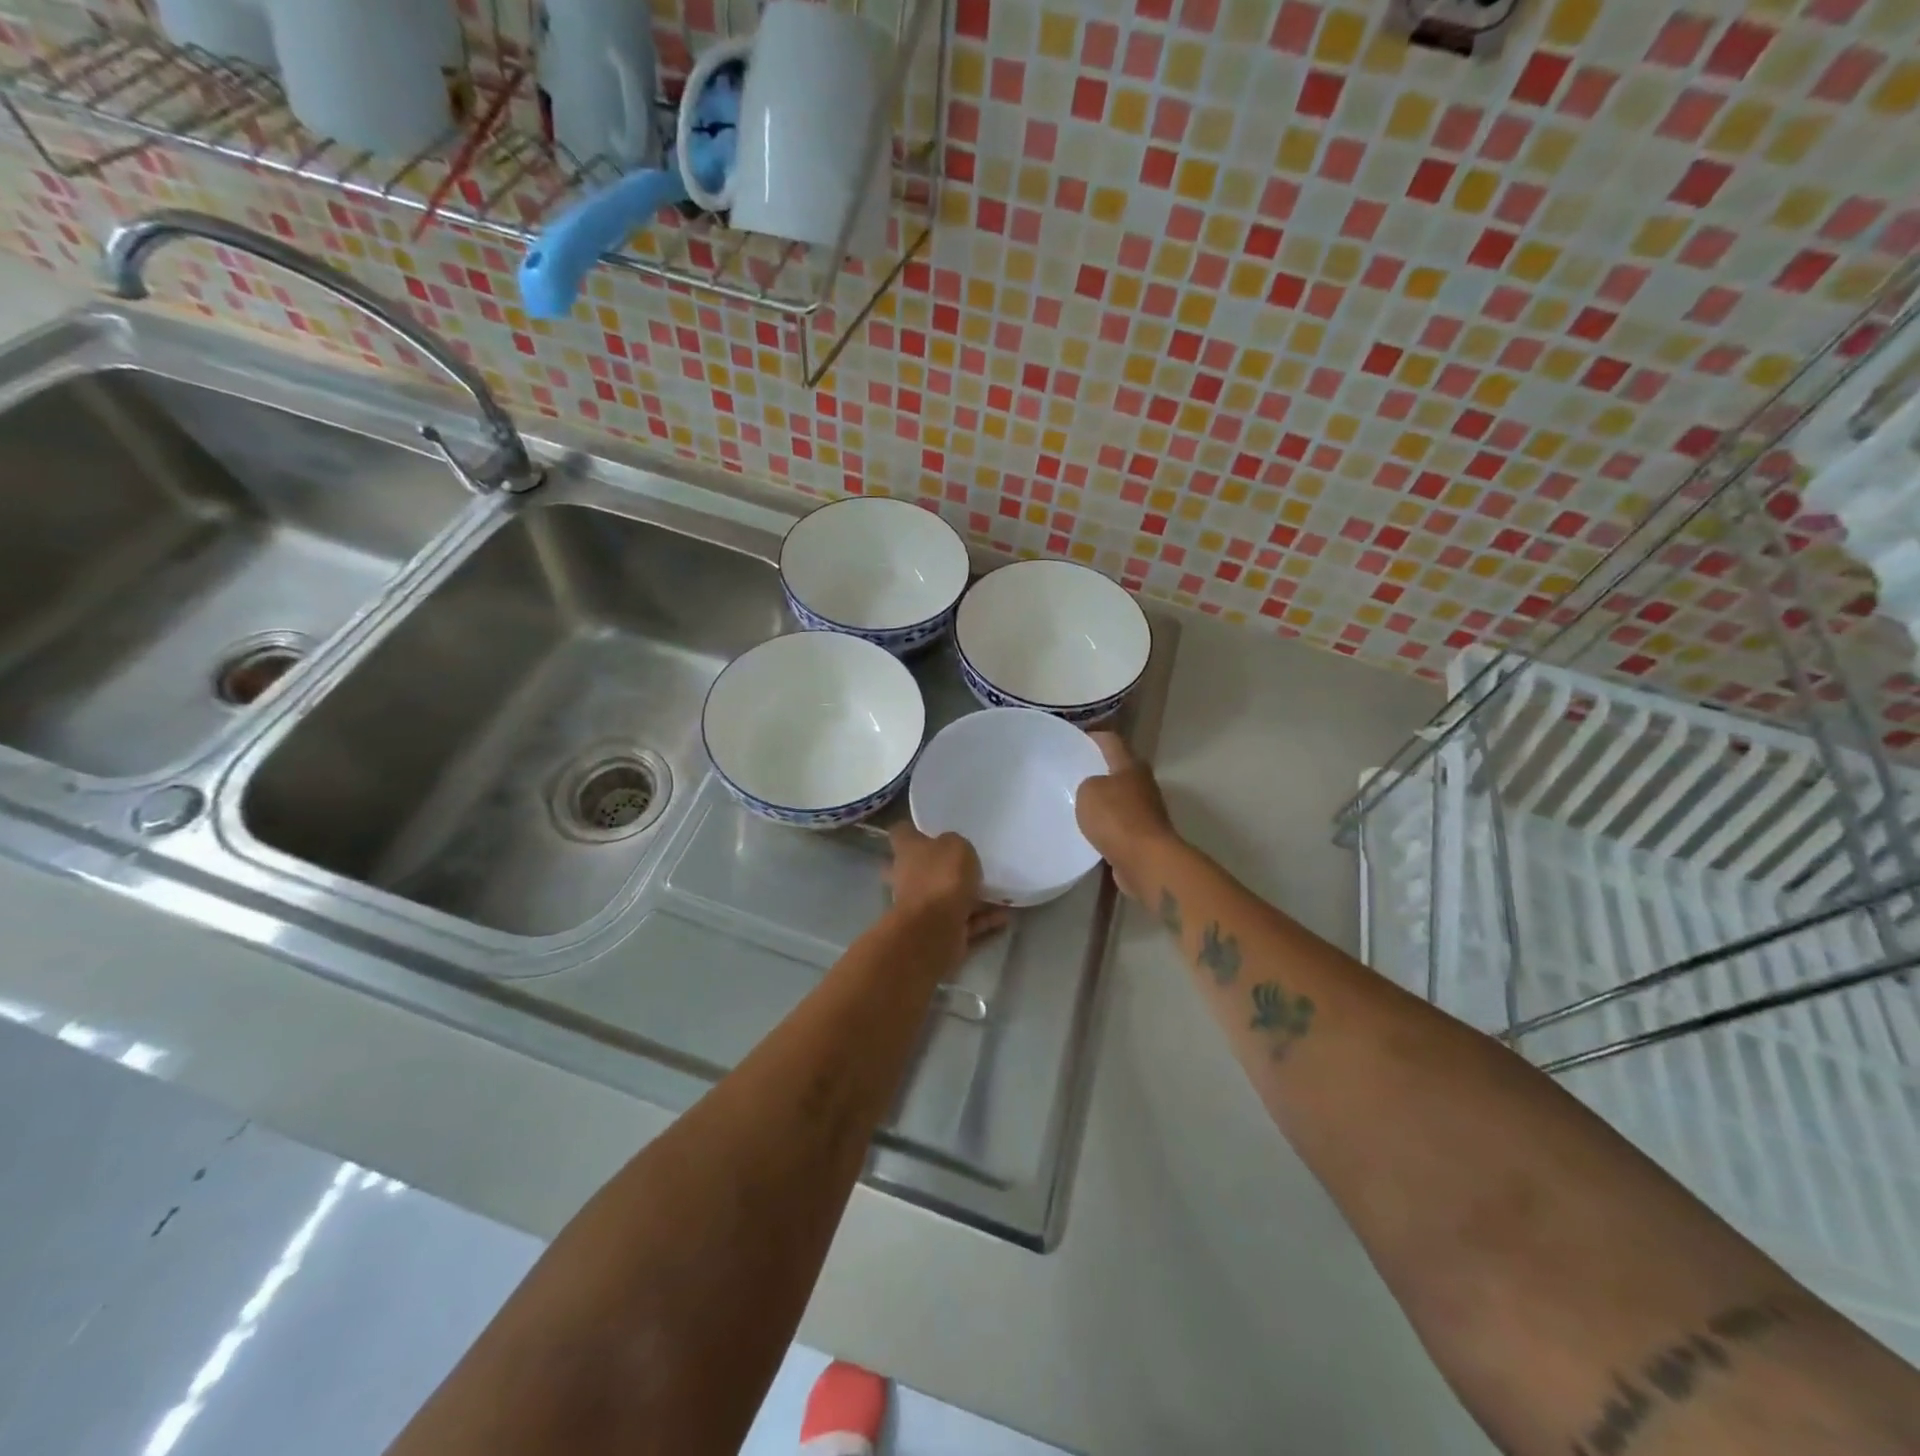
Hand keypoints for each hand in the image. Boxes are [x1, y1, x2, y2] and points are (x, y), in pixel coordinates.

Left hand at [885, 824, 1009, 940]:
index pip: (902, 832)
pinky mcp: (938, 931)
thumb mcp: (956, 846)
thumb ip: (956, 843)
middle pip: (922, 867)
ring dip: (971, 897)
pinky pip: (964, 922)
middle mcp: (909, 877)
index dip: (914, 828)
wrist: (933, 930)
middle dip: (942, 866)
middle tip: (970, 860)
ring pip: (947, 897)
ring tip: (1000, 892)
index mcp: (907, 850)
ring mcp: (922, 907)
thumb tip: (952, 848)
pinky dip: (982, 920)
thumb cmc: (941, 877)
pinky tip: (1005, 917)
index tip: (931, 827)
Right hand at [1075, 732, 1180, 900]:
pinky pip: (1120, 825)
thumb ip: (1087, 784)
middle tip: (1072, 773)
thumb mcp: (1088, 792)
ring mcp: (1146, 811)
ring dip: (1102, 800)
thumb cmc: (1117, 818)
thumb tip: (1094, 790)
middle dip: (1097, 770)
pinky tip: (1089, 831)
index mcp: (1131, 766)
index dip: (1093, 737)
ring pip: (1119, 798)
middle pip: (1118, 770)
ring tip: (1076, 803)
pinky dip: (1107, 825)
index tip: (1075, 738)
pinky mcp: (1144, 836)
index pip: (1111, 741)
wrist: (1146, 861)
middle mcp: (1143, 784)